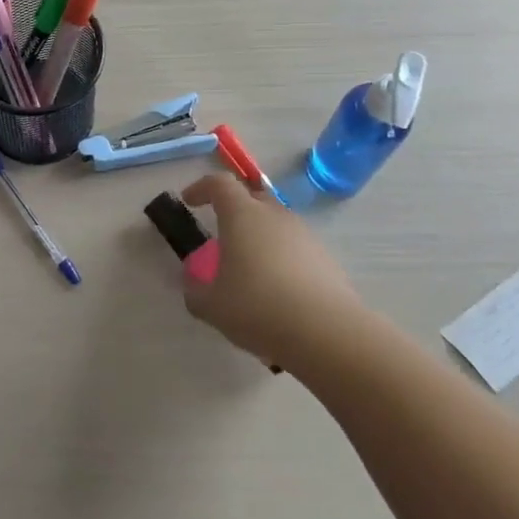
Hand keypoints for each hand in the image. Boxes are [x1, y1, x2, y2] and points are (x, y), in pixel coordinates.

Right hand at [179, 173, 365, 366]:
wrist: (328, 334)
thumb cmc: (258, 308)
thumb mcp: (211, 306)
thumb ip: (195, 291)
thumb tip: (193, 284)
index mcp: (242, 215)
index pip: (219, 183)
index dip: (201, 188)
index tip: (190, 201)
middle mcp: (275, 216)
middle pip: (252, 198)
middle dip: (234, 211)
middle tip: (222, 235)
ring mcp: (305, 236)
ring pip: (276, 225)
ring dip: (260, 238)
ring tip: (250, 271)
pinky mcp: (326, 260)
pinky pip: (295, 249)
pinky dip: (282, 260)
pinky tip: (278, 293)